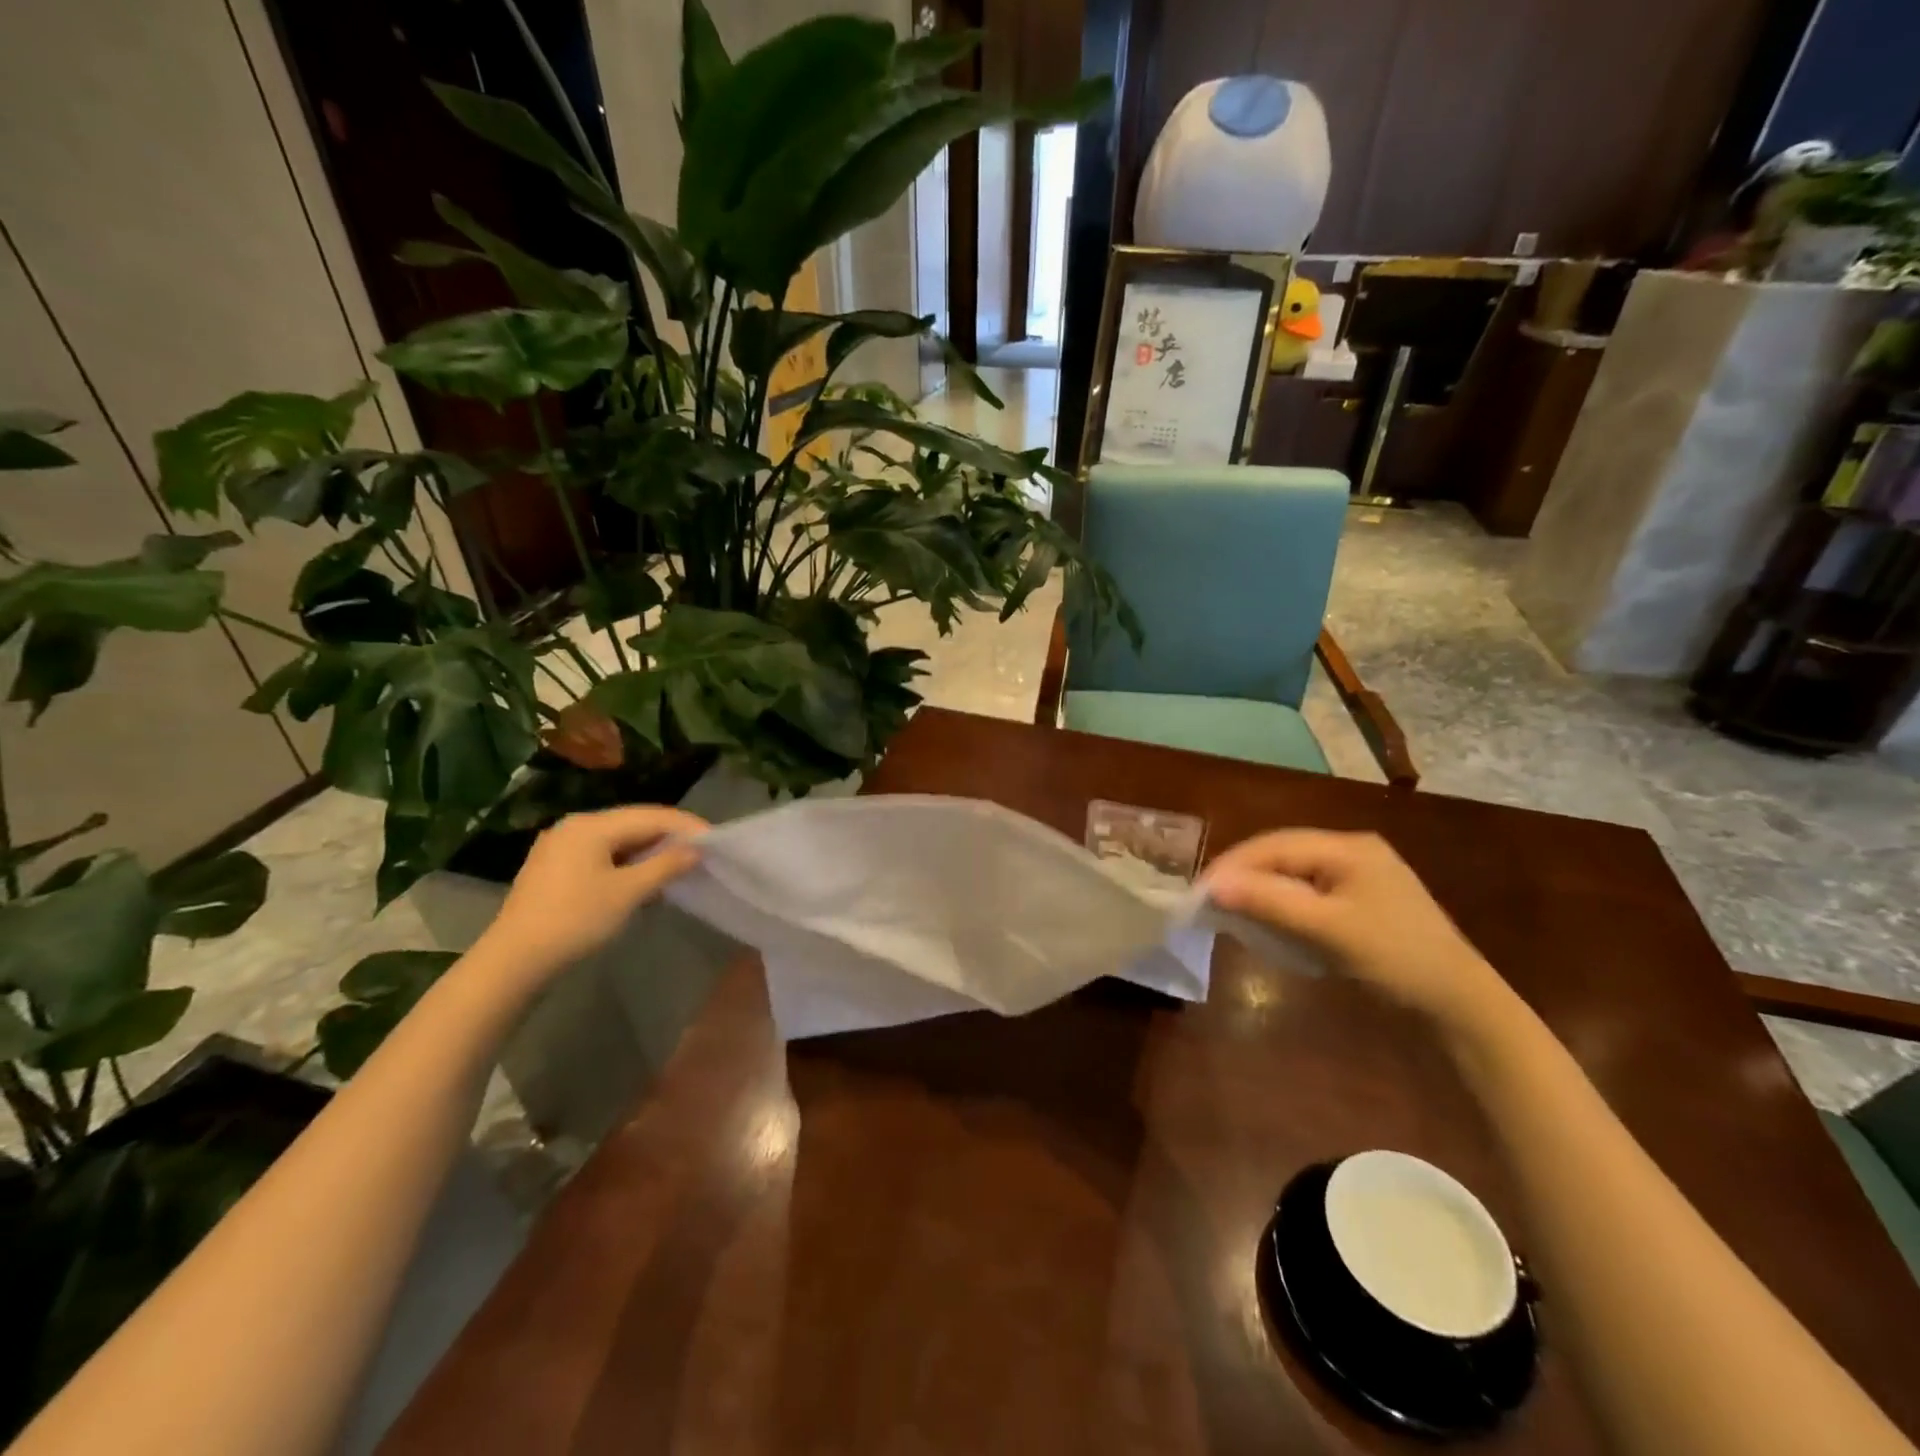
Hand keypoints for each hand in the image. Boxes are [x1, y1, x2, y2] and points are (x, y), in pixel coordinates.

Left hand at [476, 805, 708, 978]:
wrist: (514, 961)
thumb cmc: (576, 920)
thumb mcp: (628, 893)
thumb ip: (665, 865)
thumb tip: (695, 849)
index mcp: (591, 825)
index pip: (650, 815)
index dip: (685, 825)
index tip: (715, 839)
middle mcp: (574, 826)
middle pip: (633, 823)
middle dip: (668, 836)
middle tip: (700, 852)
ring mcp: (560, 846)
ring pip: (617, 840)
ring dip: (648, 851)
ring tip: (677, 866)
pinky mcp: (554, 868)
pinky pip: (602, 854)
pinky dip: (627, 862)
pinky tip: (643, 879)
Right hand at [1204, 829, 1510, 1031]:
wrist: (1461, 1006)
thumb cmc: (1395, 959)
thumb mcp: (1328, 929)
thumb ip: (1270, 902)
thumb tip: (1212, 885)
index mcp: (1348, 848)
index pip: (1275, 846)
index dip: (1233, 865)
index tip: (1200, 891)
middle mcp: (1352, 852)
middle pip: (1282, 855)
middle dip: (1244, 876)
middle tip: (1208, 902)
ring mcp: (1358, 877)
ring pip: (1292, 874)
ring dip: (1260, 890)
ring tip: (1228, 910)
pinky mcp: (1360, 903)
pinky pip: (1307, 893)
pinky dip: (1281, 904)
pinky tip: (1266, 920)